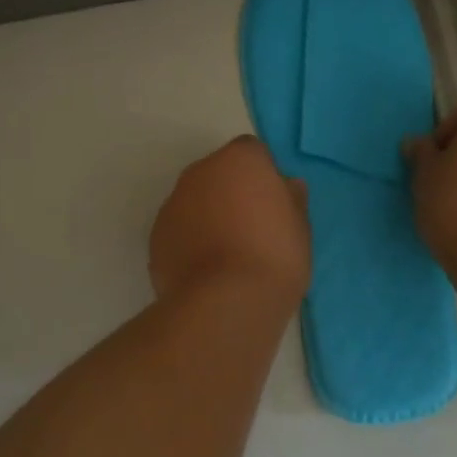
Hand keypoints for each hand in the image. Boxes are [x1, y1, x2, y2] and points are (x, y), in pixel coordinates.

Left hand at [149, 137, 310, 305]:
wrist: (225, 303)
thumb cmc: (274, 257)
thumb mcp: (300, 228)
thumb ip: (291, 200)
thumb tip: (286, 186)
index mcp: (239, 160)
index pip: (252, 153)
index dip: (263, 176)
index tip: (273, 205)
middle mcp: (199, 172)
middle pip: (218, 174)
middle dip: (232, 193)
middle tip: (253, 230)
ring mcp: (172, 204)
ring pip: (195, 202)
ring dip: (208, 217)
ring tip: (228, 256)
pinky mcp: (155, 237)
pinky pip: (179, 231)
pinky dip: (190, 243)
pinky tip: (207, 271)